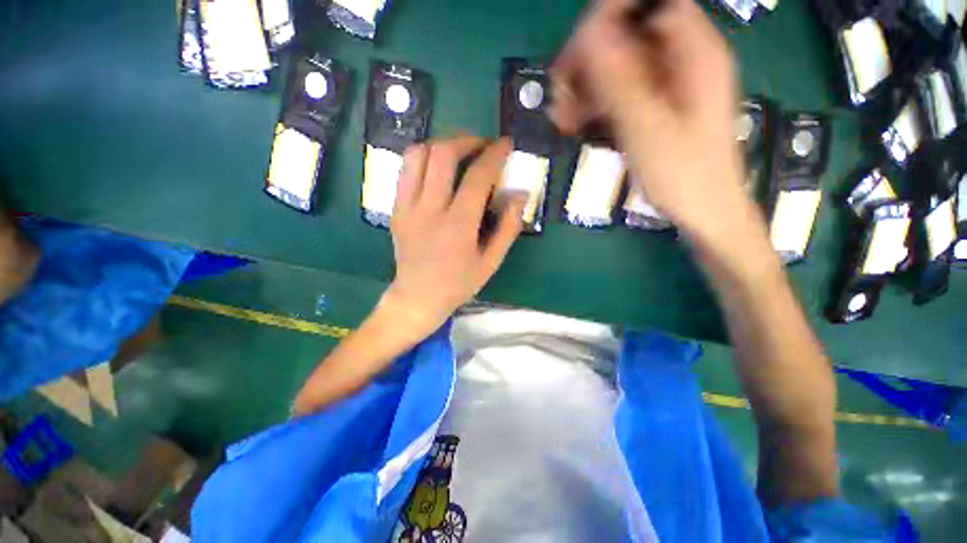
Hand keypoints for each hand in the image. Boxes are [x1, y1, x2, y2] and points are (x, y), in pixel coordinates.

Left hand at [384, 136, 524, 334]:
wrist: (417, 297)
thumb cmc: (458, 283)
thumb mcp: (491, 262)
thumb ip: (508, 227)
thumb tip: (521, 194)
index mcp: (457, 226)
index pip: (477, 177)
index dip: (494, 155)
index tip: (505, 144)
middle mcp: (429, 210)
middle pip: (442, 154)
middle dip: (466, 140)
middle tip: (482, 145)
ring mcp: (406, 207)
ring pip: (417, 154)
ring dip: (441, 144)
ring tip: (459, 152)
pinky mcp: (395, 208)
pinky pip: (405, 170)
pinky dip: (424, 158)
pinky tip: (437, 168)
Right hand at [551, 0, 750, 239]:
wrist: (704, 212)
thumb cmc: (684, 176)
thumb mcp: (649, 129)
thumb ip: (621, 81)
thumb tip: (590, 35)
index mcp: (694, 54)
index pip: (650, 5)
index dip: (610, 16)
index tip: (576, 49)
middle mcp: (683, 60)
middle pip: (629, 35)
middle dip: (590, 59)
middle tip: (560, 91)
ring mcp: (669, 86)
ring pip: (620, 66)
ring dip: (587, 86)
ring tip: (561, 116)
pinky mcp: (657, 108)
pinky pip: (621, 92)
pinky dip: (597, 104)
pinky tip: (576, 123)